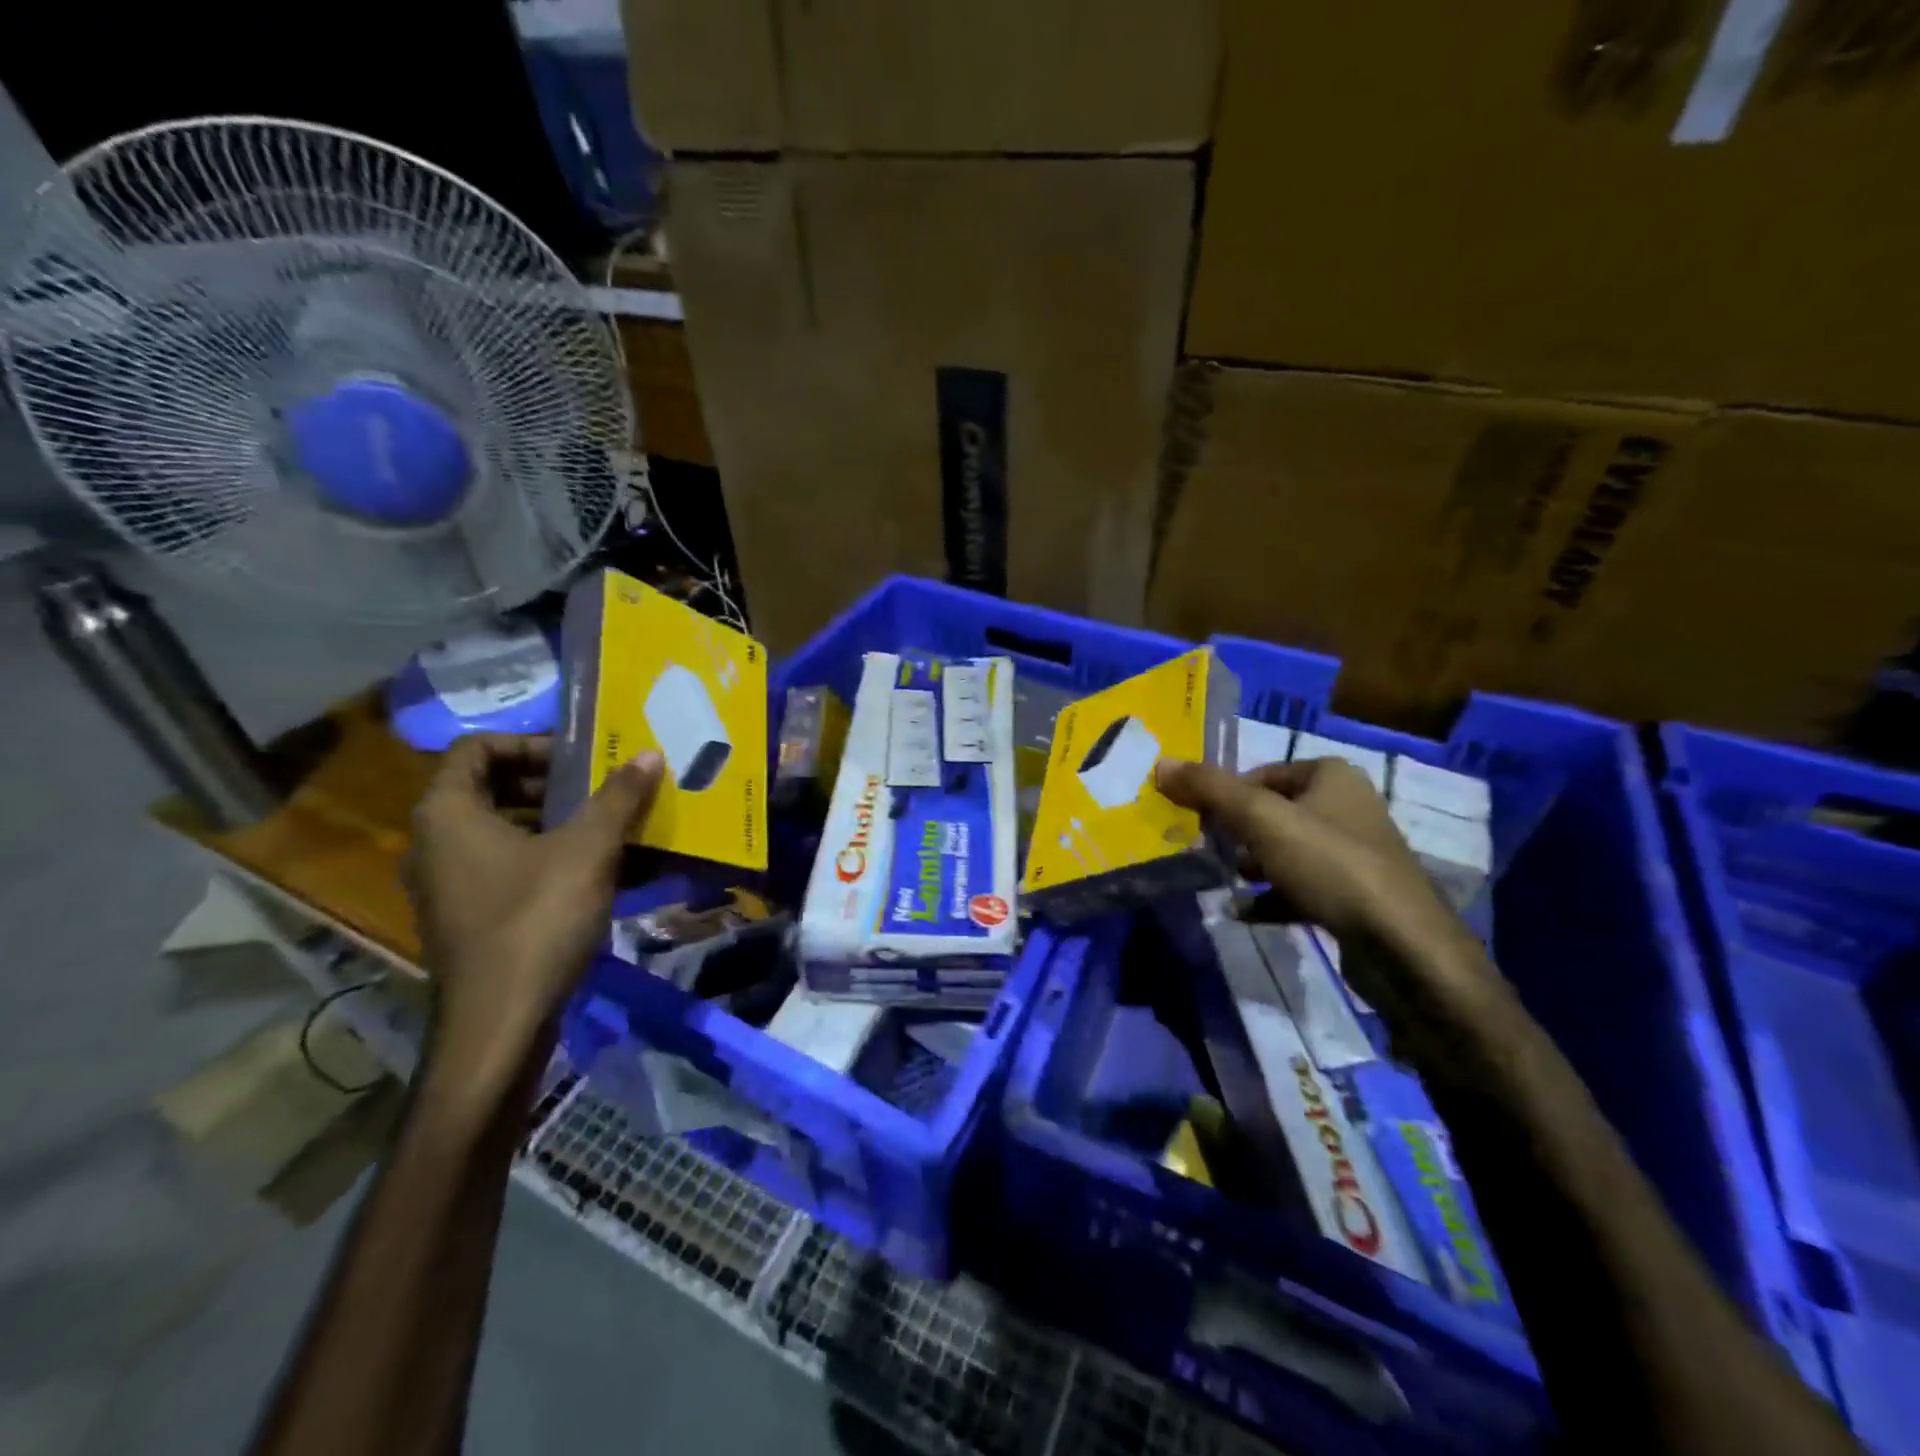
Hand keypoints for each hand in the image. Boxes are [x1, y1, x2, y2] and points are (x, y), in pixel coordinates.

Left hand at [405, 735, 663, 1061]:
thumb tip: (648, 754)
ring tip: (613, 824)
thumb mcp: (588, 850)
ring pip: (506, 830)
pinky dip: (553, 857)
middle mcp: (437, 842)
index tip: (582, 756)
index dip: (531, 743)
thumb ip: (618, 798)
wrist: (501, 1022)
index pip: (478, 748)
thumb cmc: (537, 920)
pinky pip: (511, 866)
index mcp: (448, 814)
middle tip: (605, 787)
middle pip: (493, 788)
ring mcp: (452, 883)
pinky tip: (602, 870)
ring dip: (560, 821)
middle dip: (555, 783)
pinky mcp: (472, 916)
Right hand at [1155, 756, 1455, 947]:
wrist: (1401, 945)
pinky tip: (1243, 912)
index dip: (1227, 795)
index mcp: (1331, 776)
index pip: (1262, 774)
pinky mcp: (1355, 896)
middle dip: (1237, 833)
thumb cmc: (1330, 864)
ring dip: (1252, 866)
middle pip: (1272, 813)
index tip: (1200, 821)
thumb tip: (1161, 763)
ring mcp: (1353, 854)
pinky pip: (1300, 888)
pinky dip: (1270, 897)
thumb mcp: (1261, 819)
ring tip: (1225, 881)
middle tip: (1208, 852)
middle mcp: (1346, 807)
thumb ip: (1210, 789)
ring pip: (1285, 852)